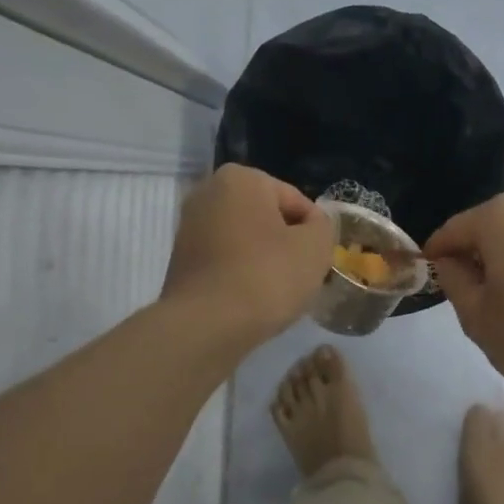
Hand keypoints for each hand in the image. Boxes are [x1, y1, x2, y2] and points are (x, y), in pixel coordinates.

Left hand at [162, 164, 335, 343]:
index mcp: (241, 178)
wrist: (206, 326)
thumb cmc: (266, 276)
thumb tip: (311, 226)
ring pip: (246, 240)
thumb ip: (323, 226)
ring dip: (264, 259)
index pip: (296, 202)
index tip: (318, 261)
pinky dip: (241, 274)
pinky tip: (252, 299)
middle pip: (268, 218)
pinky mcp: (180, 259)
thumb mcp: (315, 247)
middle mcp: (208, 192)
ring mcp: (189, 226)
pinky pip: (225, 260)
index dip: (314, 232)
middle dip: (286, 243)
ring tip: (277, 292)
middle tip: (301, 276)